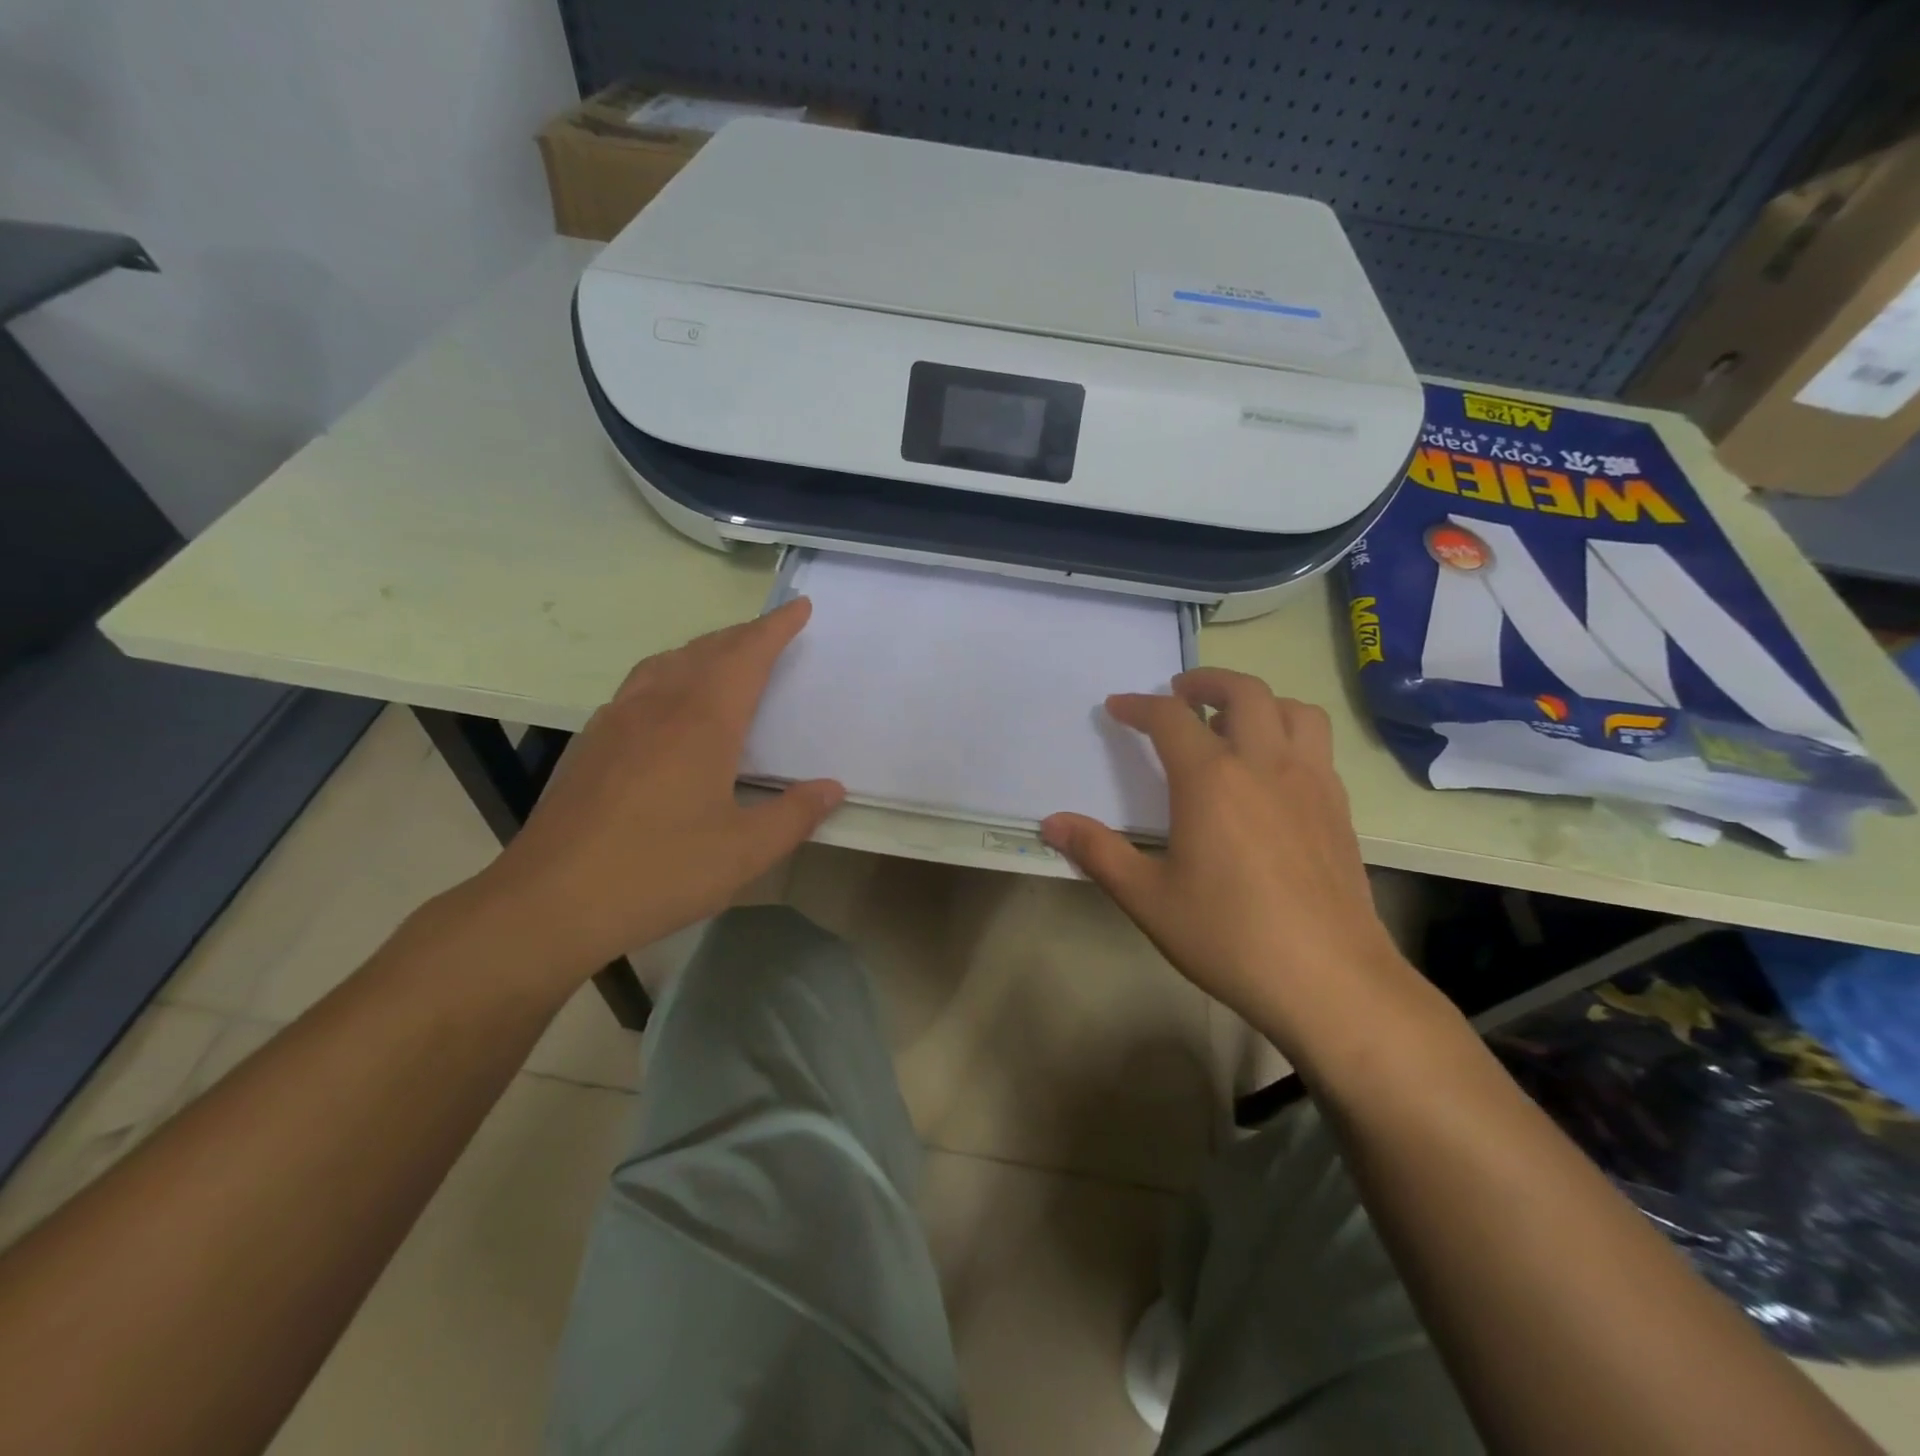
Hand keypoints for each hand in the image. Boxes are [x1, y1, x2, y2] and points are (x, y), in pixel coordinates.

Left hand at [467, 599, 842, 980]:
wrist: (549, 902)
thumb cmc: (658, 872)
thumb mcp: (744, 852)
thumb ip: (795, 815)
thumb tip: (832, 788)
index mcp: (701, 722)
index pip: (746, 656)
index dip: (776, 628)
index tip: (800, 607)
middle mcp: (657, 707)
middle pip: (706, 650)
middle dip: (743, 635)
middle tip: (772, 632)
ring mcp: (616, 721)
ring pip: (666, 663)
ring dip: (703, 650)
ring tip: (724, 657)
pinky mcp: (591, 744)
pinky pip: (639, 686)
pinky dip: (670, 674)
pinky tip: (669, 705)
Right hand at [1041, 669, 1427, 1062]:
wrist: (1329, 980)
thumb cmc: (1228, 936)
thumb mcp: (1148, 898)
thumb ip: (1098, 852)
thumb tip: (1051, 823)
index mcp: (1212, 779)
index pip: (1170, 718)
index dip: (1139, 706)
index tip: (1118, 707)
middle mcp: (1265, 764)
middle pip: (1243, 691)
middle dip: (1206, 680)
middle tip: (1181, 691)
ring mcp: (1311, 783)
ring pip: (1294, 710)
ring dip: (1260, 701)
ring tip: (1234, 722)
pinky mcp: (1339, 809)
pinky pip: (1317, 746)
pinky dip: (1290, 734)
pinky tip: (1273, 774)